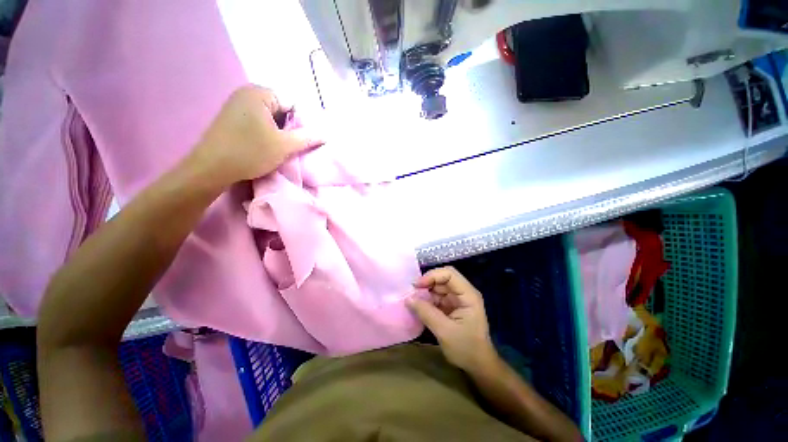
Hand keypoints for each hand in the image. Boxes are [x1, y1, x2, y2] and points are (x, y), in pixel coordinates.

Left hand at [188, 85, 322, 185]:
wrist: (212, 168)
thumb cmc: (250, 152)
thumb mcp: (284, 145)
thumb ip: (307, 137)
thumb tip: (326, 134)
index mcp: (259, 93)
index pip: (293, 103)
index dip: (303, 122)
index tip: (307, 140)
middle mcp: (247, 93)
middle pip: (281, 109)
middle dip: (291, 127)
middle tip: (296, 145)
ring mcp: (237, 105)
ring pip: (271, 117)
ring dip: (280, 132)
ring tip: (284, 147)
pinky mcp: (232, 118)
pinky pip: (259, 121)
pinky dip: (268, 132)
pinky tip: (269, 146)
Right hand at [408, 266, 497, 372]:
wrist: (478, 366)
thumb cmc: (466, 348)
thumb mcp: (444, 331)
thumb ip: (426, 313)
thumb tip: (408, 298)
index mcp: (468, 295)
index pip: (449, 274)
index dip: (432, 276)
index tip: (417, 286)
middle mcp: (463, 293)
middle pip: (443, 278)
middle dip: (427, 283)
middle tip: (412, 293)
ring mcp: (457, 300)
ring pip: (438, 287)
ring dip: (425, 292)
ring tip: (413, 301)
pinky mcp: (452, 307)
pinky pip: (437, 297)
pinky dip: (427, 300)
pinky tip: (419, 307)